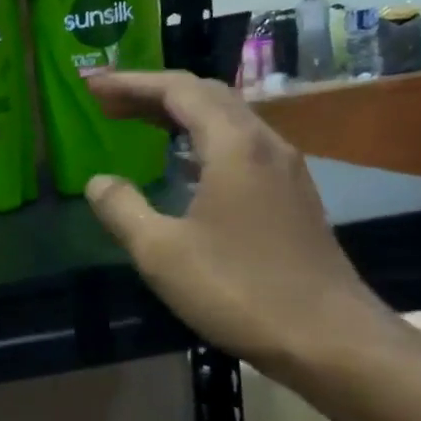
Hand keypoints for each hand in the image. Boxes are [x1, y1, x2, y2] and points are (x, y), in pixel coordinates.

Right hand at [82, 71, 385, 372]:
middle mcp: (265, 145)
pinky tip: (183, 166)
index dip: (131, 82)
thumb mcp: (161, 252)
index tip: (92, 86)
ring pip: (227, 120)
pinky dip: (200, 140)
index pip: (178, 90)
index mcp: (234, 147)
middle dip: (153, 92)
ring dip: (179, 113)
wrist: (329, 338)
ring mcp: (284, 171)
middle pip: (206, 95)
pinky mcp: (291, 197)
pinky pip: (239, 147)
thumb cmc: (239, 289)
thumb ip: (122, 209)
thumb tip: (98, 182)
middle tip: (107, 101)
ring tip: (137, 122)